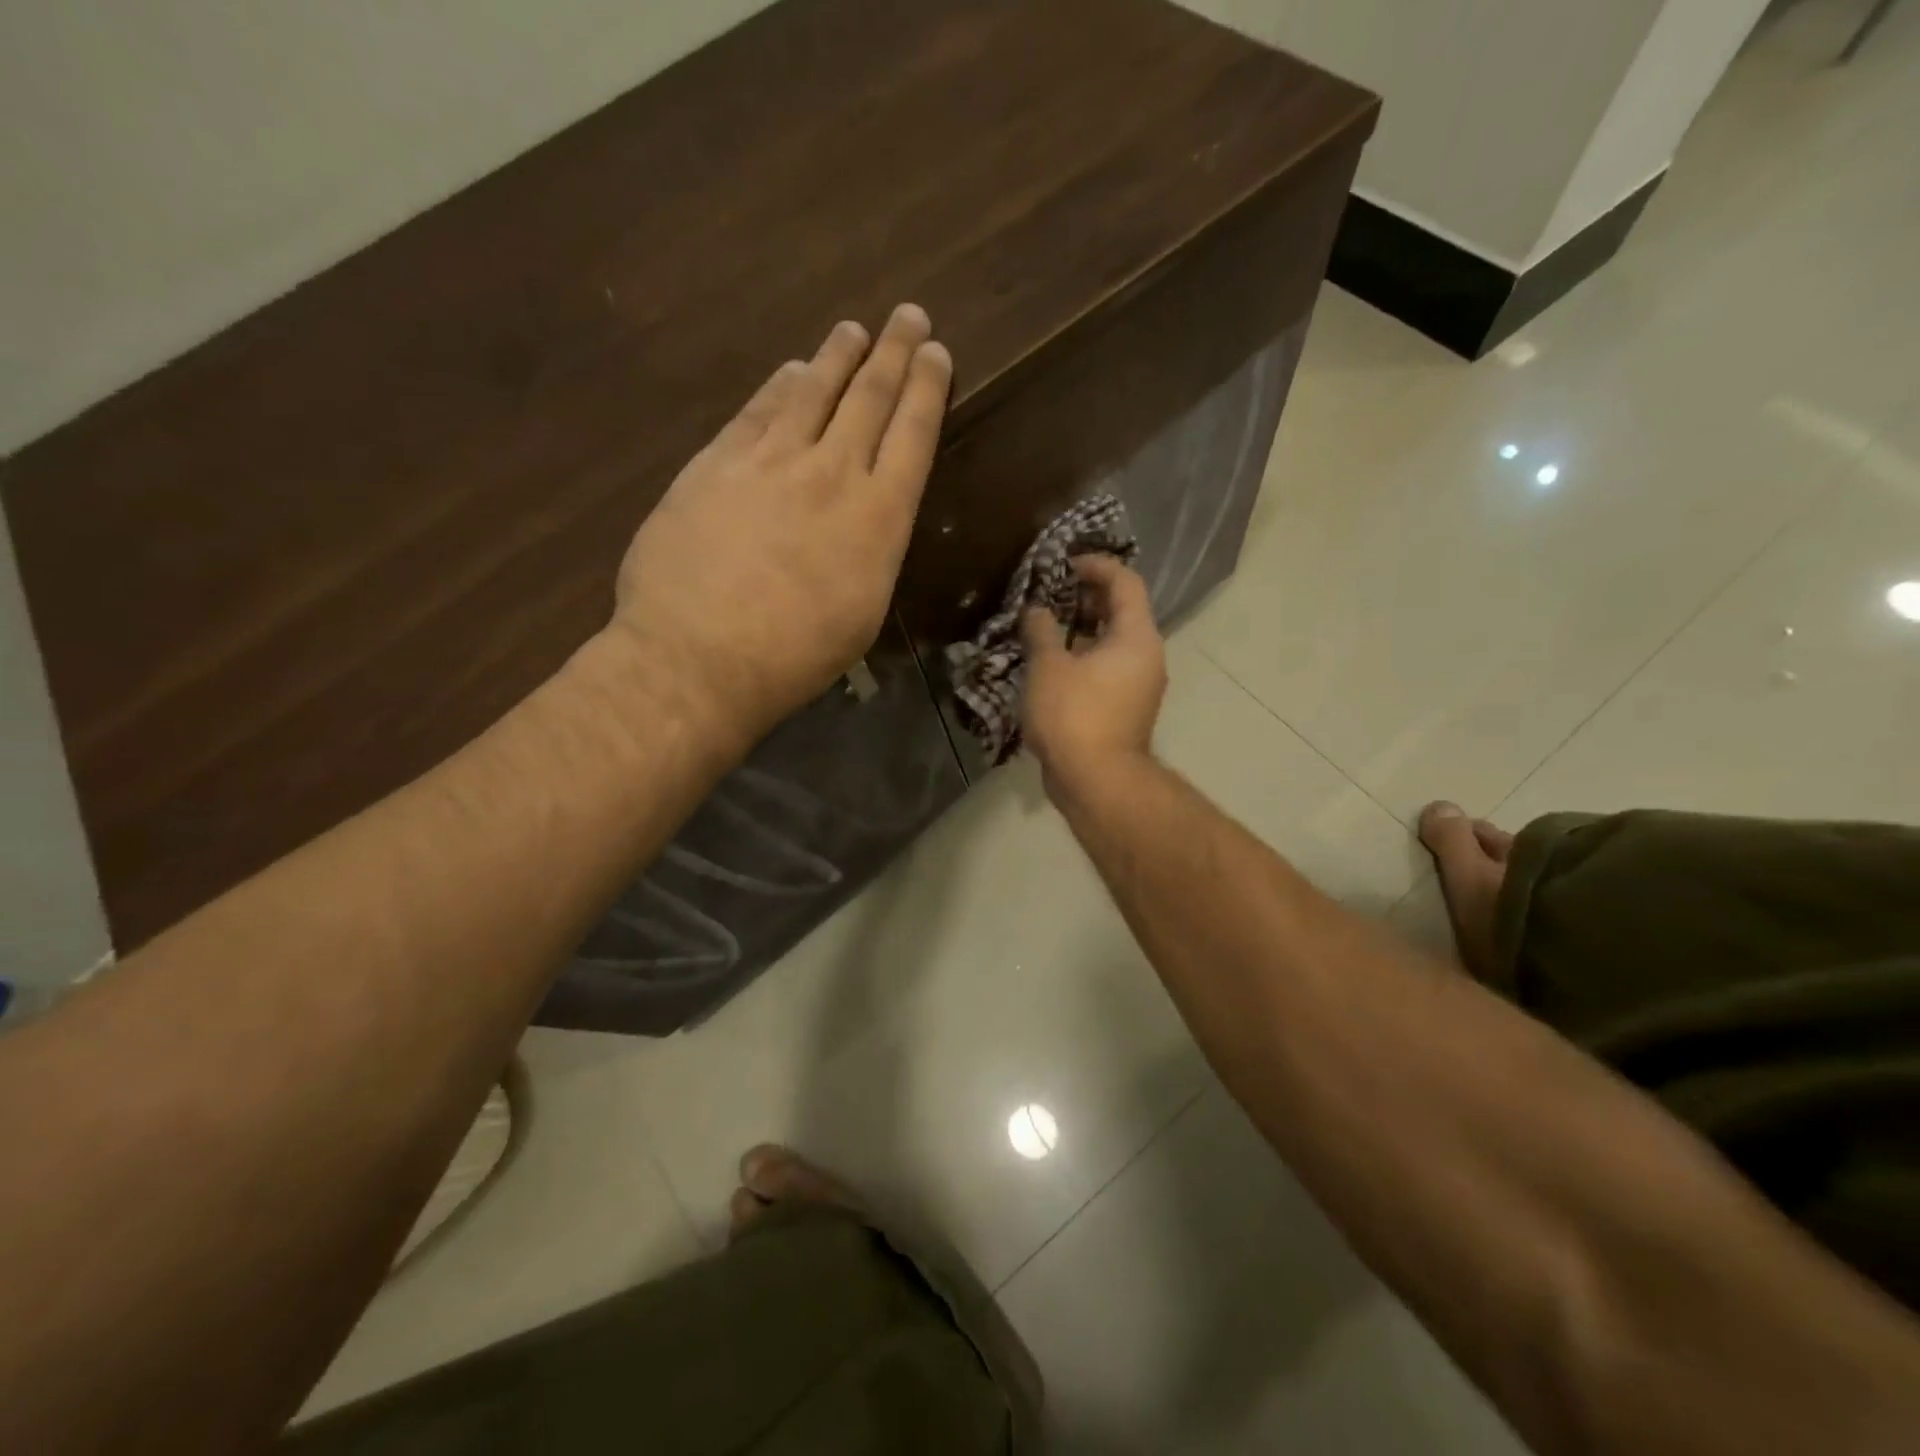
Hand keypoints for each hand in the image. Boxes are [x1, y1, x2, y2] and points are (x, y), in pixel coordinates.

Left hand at [609, 304, 951, 742]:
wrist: (697, 657)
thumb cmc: (794, 656)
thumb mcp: (861, 614)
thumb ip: (870, 553)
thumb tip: (864, 519)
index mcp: (878, 518)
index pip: (912, 436)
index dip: (926, 389)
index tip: (936, 353)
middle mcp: (831, 474)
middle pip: (869, 399)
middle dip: (893, 353)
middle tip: (909, 316)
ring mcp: (769, 462)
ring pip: (812, 392)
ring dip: (837, 357)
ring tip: (853, 331)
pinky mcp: (716, 464)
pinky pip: (756, 412)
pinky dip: (779, 387)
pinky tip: (790, 372)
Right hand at [1021, 555, 1166, 797]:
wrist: (1096, 782)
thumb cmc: (1074, 716)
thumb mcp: (1048, 667)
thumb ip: (1041, 631)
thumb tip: (1036, 610)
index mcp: (1136, 637)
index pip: (1125, 582)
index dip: (1096, 566)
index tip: (1063, 564)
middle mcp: (1146, 656)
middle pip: (1121, 611)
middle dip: (1085, 597)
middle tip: (1049, 594)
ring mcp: (1138, 685)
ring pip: (1112, 642)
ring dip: (1081, 629)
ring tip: (1044, 626)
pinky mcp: (1124, 709)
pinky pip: (1106, 668)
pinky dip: (1083, 656)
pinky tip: (1050, 663)